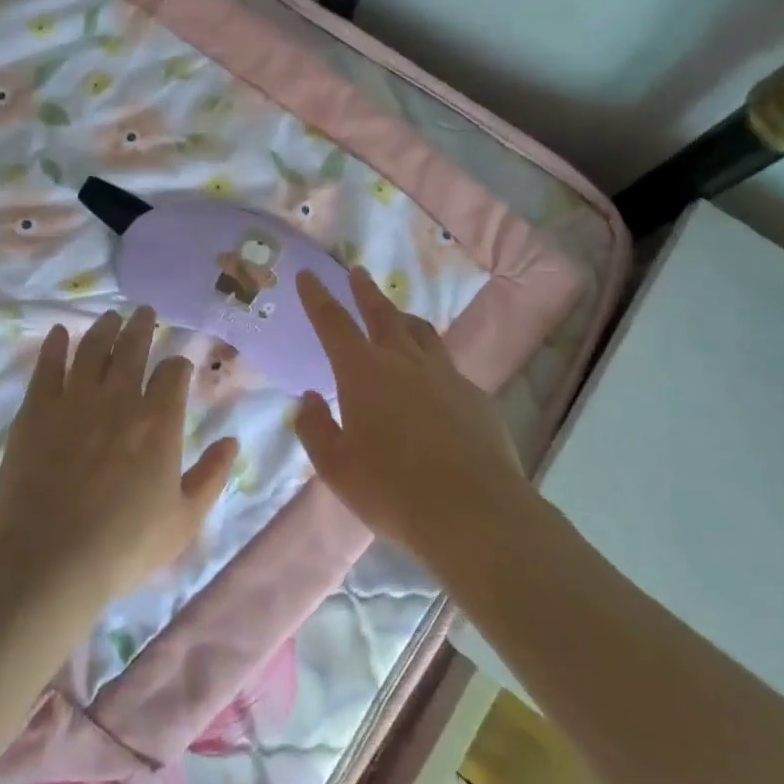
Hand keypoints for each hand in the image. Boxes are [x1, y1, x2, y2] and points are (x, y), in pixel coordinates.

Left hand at [0, 308, 238, 605]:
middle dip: (142, 327)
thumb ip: (212, 476)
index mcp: (159, 422)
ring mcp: (75, 400)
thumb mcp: (184, 520)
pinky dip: (56, 345)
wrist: (50, 558)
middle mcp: (120, 399)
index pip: (173, 374)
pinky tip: (60, 332)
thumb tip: (232, 441)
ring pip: (92, 349)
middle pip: (132, 349)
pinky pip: (48, 366)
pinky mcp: (37, 409)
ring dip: (104, 328)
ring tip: (110, 316)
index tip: (178, 365)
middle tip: (144, 311)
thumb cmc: (124, 545)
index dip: (178, 365)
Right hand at [294, 267, 528, 570]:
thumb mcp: (336, 467)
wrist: (473, 511)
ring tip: (397, 315)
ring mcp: (445, 375)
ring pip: (421, 332)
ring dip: (403, 317)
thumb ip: (316, 428)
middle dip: (365, 291)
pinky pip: (448, 367)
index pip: (333, 323)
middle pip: (382, 313)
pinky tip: (433, 383)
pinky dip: (432, 363)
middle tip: (357, 272)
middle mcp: (404, 361)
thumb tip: (310, 399)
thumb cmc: (391, 489)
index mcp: (363, 372)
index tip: (307, 275)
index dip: (317, 297)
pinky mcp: (475, 395)